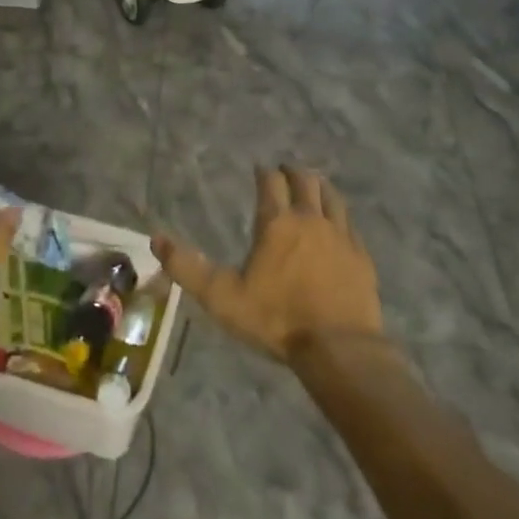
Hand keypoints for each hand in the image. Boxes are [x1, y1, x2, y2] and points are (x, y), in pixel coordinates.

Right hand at [154, 165, 382, 361]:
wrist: (340, 348)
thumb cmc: (277, 320)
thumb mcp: (222, 297)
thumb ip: (188, 268)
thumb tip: (156, 239)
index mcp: (277, 223)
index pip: (271, 183)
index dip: (264, 173)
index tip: (260, 170)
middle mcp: (311, 219)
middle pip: (305, 181)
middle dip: (293, 173)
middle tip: (285, 172)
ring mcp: (341, 236)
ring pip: (332, 197)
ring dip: (320, 187)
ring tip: (313, 186)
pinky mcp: (361, 256)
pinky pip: (350, 224)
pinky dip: (340, 215)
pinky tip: (338, 224)